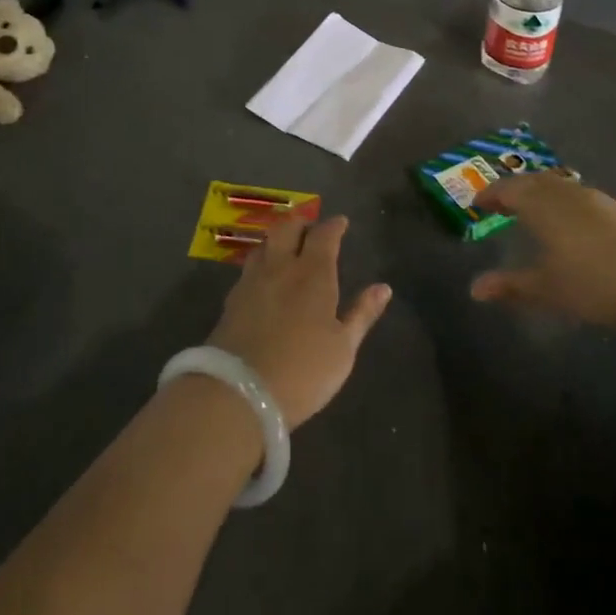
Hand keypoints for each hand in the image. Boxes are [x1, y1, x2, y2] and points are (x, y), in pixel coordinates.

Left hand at [208, 214, 391, 428]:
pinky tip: (265, 277)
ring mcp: (252, 281)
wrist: (239, 393)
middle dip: (302, 221)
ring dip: (278, 239)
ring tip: (286, 247)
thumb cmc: (303, 371)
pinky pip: (249, 267)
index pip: (324, 235)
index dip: (334, 225)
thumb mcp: (343, 348)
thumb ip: (362, 314)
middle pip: (288, 228)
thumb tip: (383, 288)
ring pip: (264, 244)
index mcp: (313, 274)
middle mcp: (281, 267)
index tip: (341, 222)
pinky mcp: (232, 300)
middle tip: (311, 227)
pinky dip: (262, 262)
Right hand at [469, 173, 615, 330]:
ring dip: (539, 192)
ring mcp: (596, 198)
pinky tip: (568, 223)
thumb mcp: (550, 290)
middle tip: (499, 202)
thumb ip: (512, 286)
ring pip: (557, 186)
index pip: (508, 189)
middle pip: (533, 181)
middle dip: (513, 189)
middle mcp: (566, 192)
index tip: (477, 203)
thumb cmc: (600, 283)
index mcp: (543, 204)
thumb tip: (475, 288)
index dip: (490, 194)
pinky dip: (561, 201)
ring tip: (530, 211)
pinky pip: (576, 195)